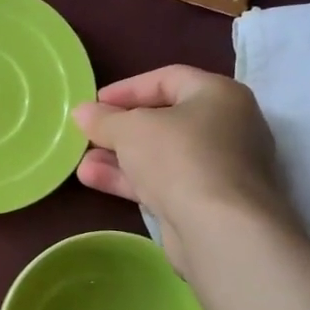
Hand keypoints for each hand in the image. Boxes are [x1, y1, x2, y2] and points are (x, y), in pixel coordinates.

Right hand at [72, 65, 302, 277]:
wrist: (221, 230)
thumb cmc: (179, 158)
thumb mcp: (131, 129)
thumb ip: (104, 119)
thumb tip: (83, 112)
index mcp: (219, 95)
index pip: (168, 79)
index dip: (127, 88)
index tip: (94, 102)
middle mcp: (227, 127)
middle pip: (165, 119)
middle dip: (120, 129)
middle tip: (88, 134)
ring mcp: (220, 169)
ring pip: (161, 155)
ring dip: (119, 157)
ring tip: (82, 162)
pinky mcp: (208, 203)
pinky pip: (165, 182)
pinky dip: (132, 180)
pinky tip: (93, 180)